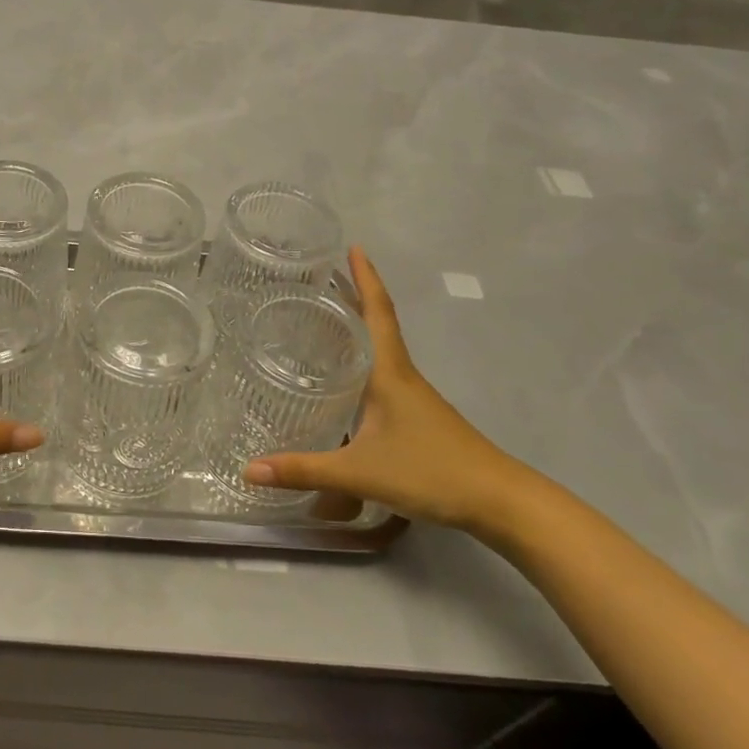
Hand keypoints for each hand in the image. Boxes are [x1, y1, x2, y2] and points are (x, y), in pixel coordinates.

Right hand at [243, 247, 529, 531]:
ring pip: (380, 349)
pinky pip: (383, 374)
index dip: (366, 278)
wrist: (499, 502)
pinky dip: (363, 360)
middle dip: (352, 296)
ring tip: (324, 318)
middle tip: (319, 277)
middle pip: (376, 323)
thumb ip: (304, 470)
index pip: (377, 312)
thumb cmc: (431, 471)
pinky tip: (346, 378)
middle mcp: (401, 375)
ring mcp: (413, 396)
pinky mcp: (417, 416)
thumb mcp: (360, 472)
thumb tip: (249, 469)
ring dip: (357, 327)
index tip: (354, 246)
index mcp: (390, 372)